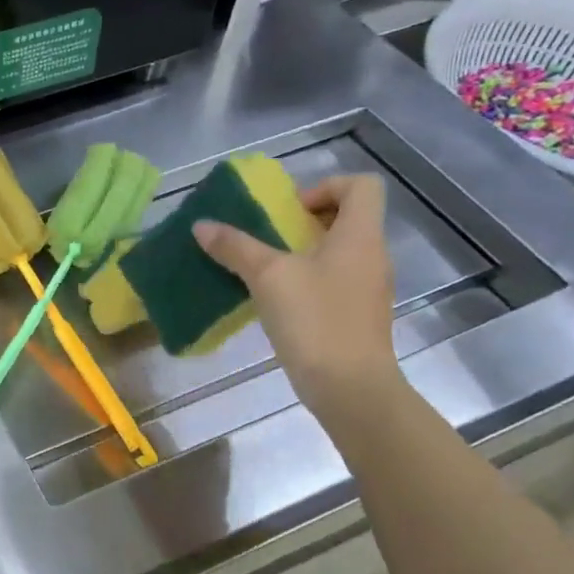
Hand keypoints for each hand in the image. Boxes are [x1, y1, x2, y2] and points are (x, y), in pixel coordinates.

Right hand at [193, 173, 399, 419]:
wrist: (349, 388)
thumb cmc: (315, 320)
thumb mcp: (267, 276)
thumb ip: (235, 247)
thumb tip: (202, 225)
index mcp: (360, 236)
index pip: (361, 185)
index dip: (325, 186)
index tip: (289, 212)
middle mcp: (371, 256)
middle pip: (347, 217)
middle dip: (304, 221)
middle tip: (269, 237)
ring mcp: (367, 288)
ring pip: (338, 252)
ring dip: (302, 252)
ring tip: (264, 269)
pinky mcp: (357, 316)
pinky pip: (333, 281)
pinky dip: (306, 280)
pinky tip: (276, 301)